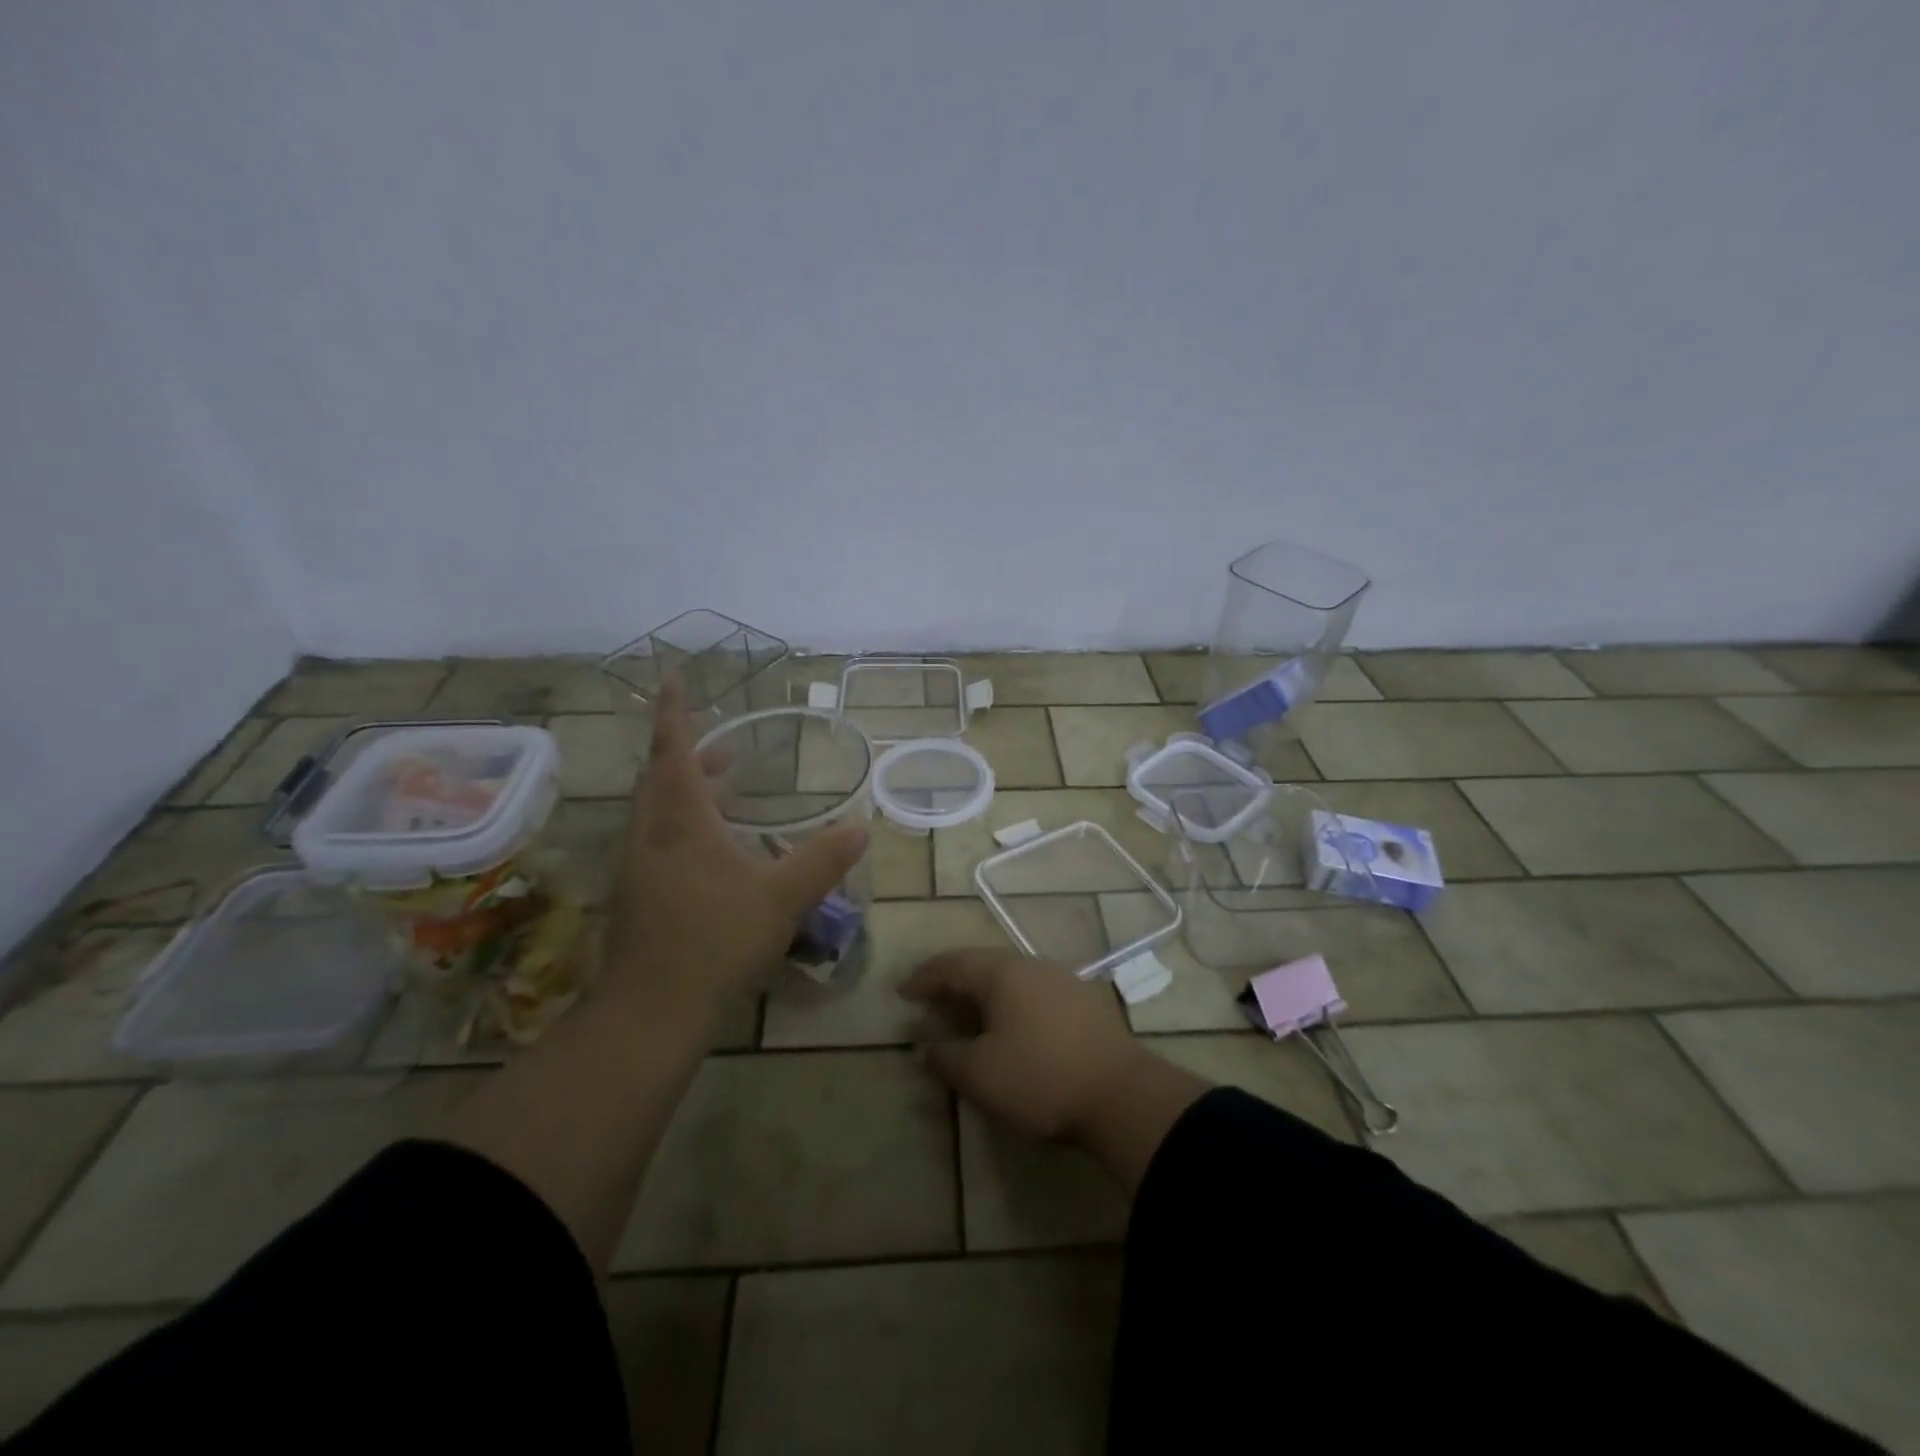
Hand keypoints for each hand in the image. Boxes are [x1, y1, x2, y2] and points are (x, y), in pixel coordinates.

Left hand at [604, 682, 867, 1017]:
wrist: (651, 1011)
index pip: (673, 752)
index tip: (672, 678)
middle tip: (722, 748)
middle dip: (686, 755)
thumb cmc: (715, 941)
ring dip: (685, 792)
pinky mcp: (638, 898)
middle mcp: (651, 836)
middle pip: (659, 779)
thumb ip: (823, 860)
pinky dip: (684, 826)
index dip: (674, 713)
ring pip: (656, 812)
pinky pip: (658, 841)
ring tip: (724, 791)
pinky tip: (714, 853)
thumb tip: (861, 827)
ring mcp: (638, 869)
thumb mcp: (781, 898)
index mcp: (680, 822)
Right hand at [898, 948, 1151, 1141]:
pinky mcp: (1083, 1001)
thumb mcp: (980, 1075)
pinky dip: (1009, 1003)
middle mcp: (1030, 965)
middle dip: (952, 983)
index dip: (923, 978)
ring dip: (982, 994)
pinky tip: (1009, 1026)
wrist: (1121, 1095)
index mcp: (1001, 973)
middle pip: (981, 965)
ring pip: (1009, 977)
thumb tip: (924, 1049)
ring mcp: (1061, 980)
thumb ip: (946, 1058)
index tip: (902, 993)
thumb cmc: (1040, 1078)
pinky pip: (1032, 991)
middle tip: (931, 1004)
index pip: (951, 964)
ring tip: (966, 1016)